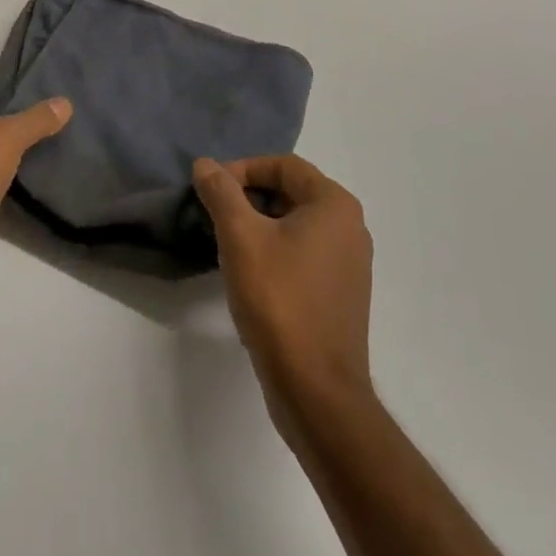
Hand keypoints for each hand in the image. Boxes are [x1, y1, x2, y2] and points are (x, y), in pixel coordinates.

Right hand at [194, 155, 374, 428]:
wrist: (317, 392)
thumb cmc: (280, 301)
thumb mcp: (241, 237)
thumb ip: (221, 193)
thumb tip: (205, 164)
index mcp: (334, 204)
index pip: (284, 165)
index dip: (243, 169)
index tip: (211, 189)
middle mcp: (350, 226)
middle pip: (291, 191)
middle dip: (249, 197)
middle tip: (215, 214)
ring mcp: (350, 263)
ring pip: (296, 224)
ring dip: (260, 225)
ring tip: (227, 244)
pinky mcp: (342, 293)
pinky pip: (305, 253)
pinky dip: (276, 251)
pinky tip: (251, 274)